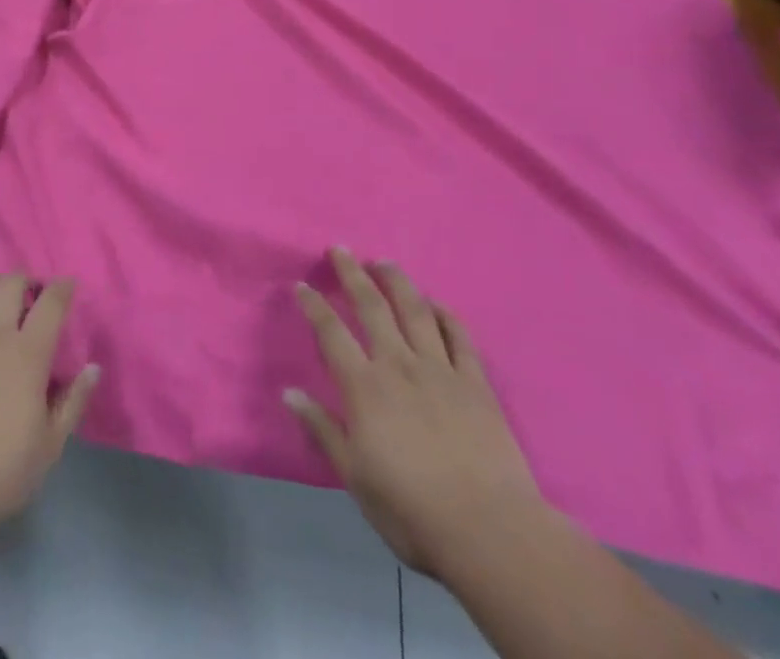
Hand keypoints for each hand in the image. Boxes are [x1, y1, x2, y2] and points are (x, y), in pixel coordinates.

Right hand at [285, 249, 545, 577]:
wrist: (490, 532)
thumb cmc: (412, 510)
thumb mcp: (355, 477)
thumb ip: (323, 429)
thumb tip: (289, 392)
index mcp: (364, 387)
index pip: (331, 333)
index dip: (313, 305)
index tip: (301, 285)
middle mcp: (399, 365)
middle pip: (371, 306)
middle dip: (352, 274)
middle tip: (340, 249)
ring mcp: (440, 370)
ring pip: (415, 310)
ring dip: (397, 281)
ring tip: (384, 262)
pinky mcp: (476, 383)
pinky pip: (459, 337)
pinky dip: (445, 315)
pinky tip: (436, 304)